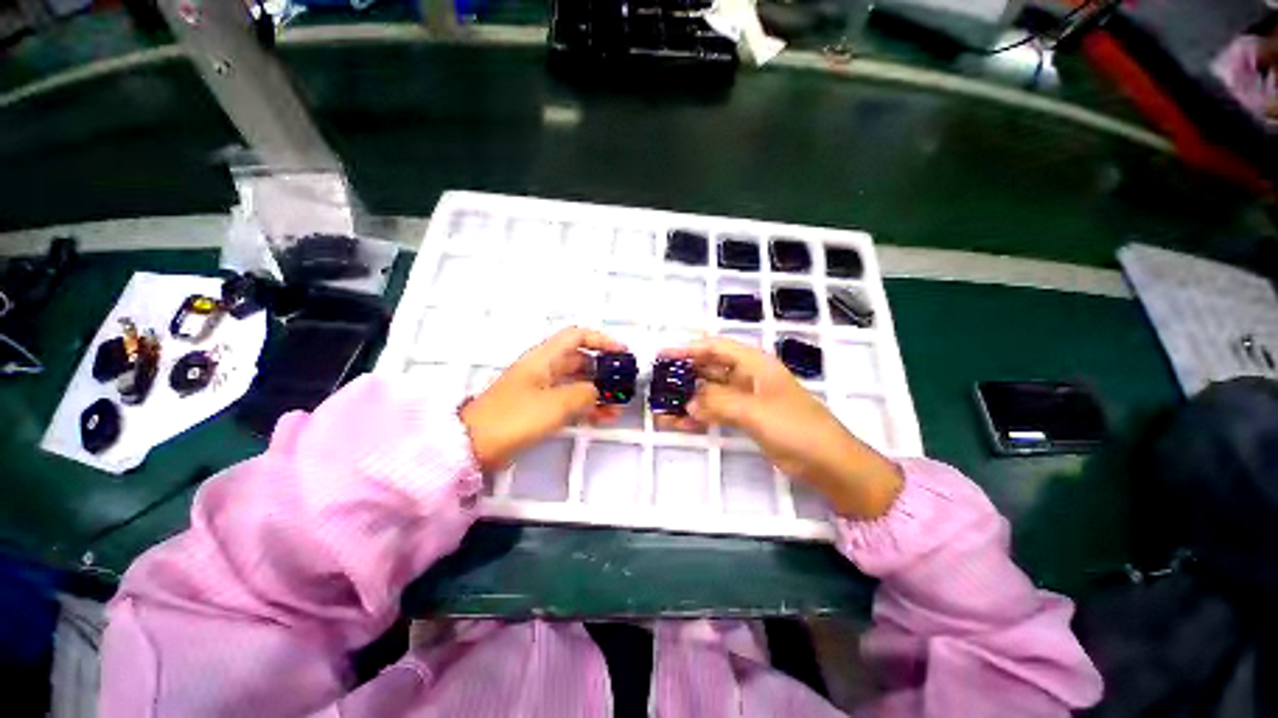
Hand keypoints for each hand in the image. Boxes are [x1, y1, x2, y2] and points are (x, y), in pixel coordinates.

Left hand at [460, 327, 624, 471]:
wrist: (474, 445)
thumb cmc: (515, 417)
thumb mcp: (556, 403)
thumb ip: (584, 393)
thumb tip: (597, 391)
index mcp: (544, 358)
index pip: (577, 336)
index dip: (601, 340)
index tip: (621, 352)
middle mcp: (544, 368)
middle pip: (580, 360)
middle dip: (604, 370)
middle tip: (623, 383)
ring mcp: (542, 389)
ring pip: (577, 382)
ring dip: (598, 391)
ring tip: (618, 405)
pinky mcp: (539, 407)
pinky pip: (569, 400)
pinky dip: (586, 406)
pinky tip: (604, 417)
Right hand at [660, 338, 902, 518]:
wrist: (829, 464)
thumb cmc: (797, 429)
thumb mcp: (756, 412)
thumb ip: (719, 403)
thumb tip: (687, 401)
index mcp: (755, 364)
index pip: (716, 347)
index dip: (689, 348)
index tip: (663, 354)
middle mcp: (748, 377)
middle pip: (710, 368)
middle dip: (684, 374)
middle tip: (657, 382)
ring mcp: (746, 398)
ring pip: (710, 392)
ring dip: (687, 397)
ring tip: (661, 405)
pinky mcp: (746, 418)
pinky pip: (716, 411)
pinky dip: (699, 415)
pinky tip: (678, 422)